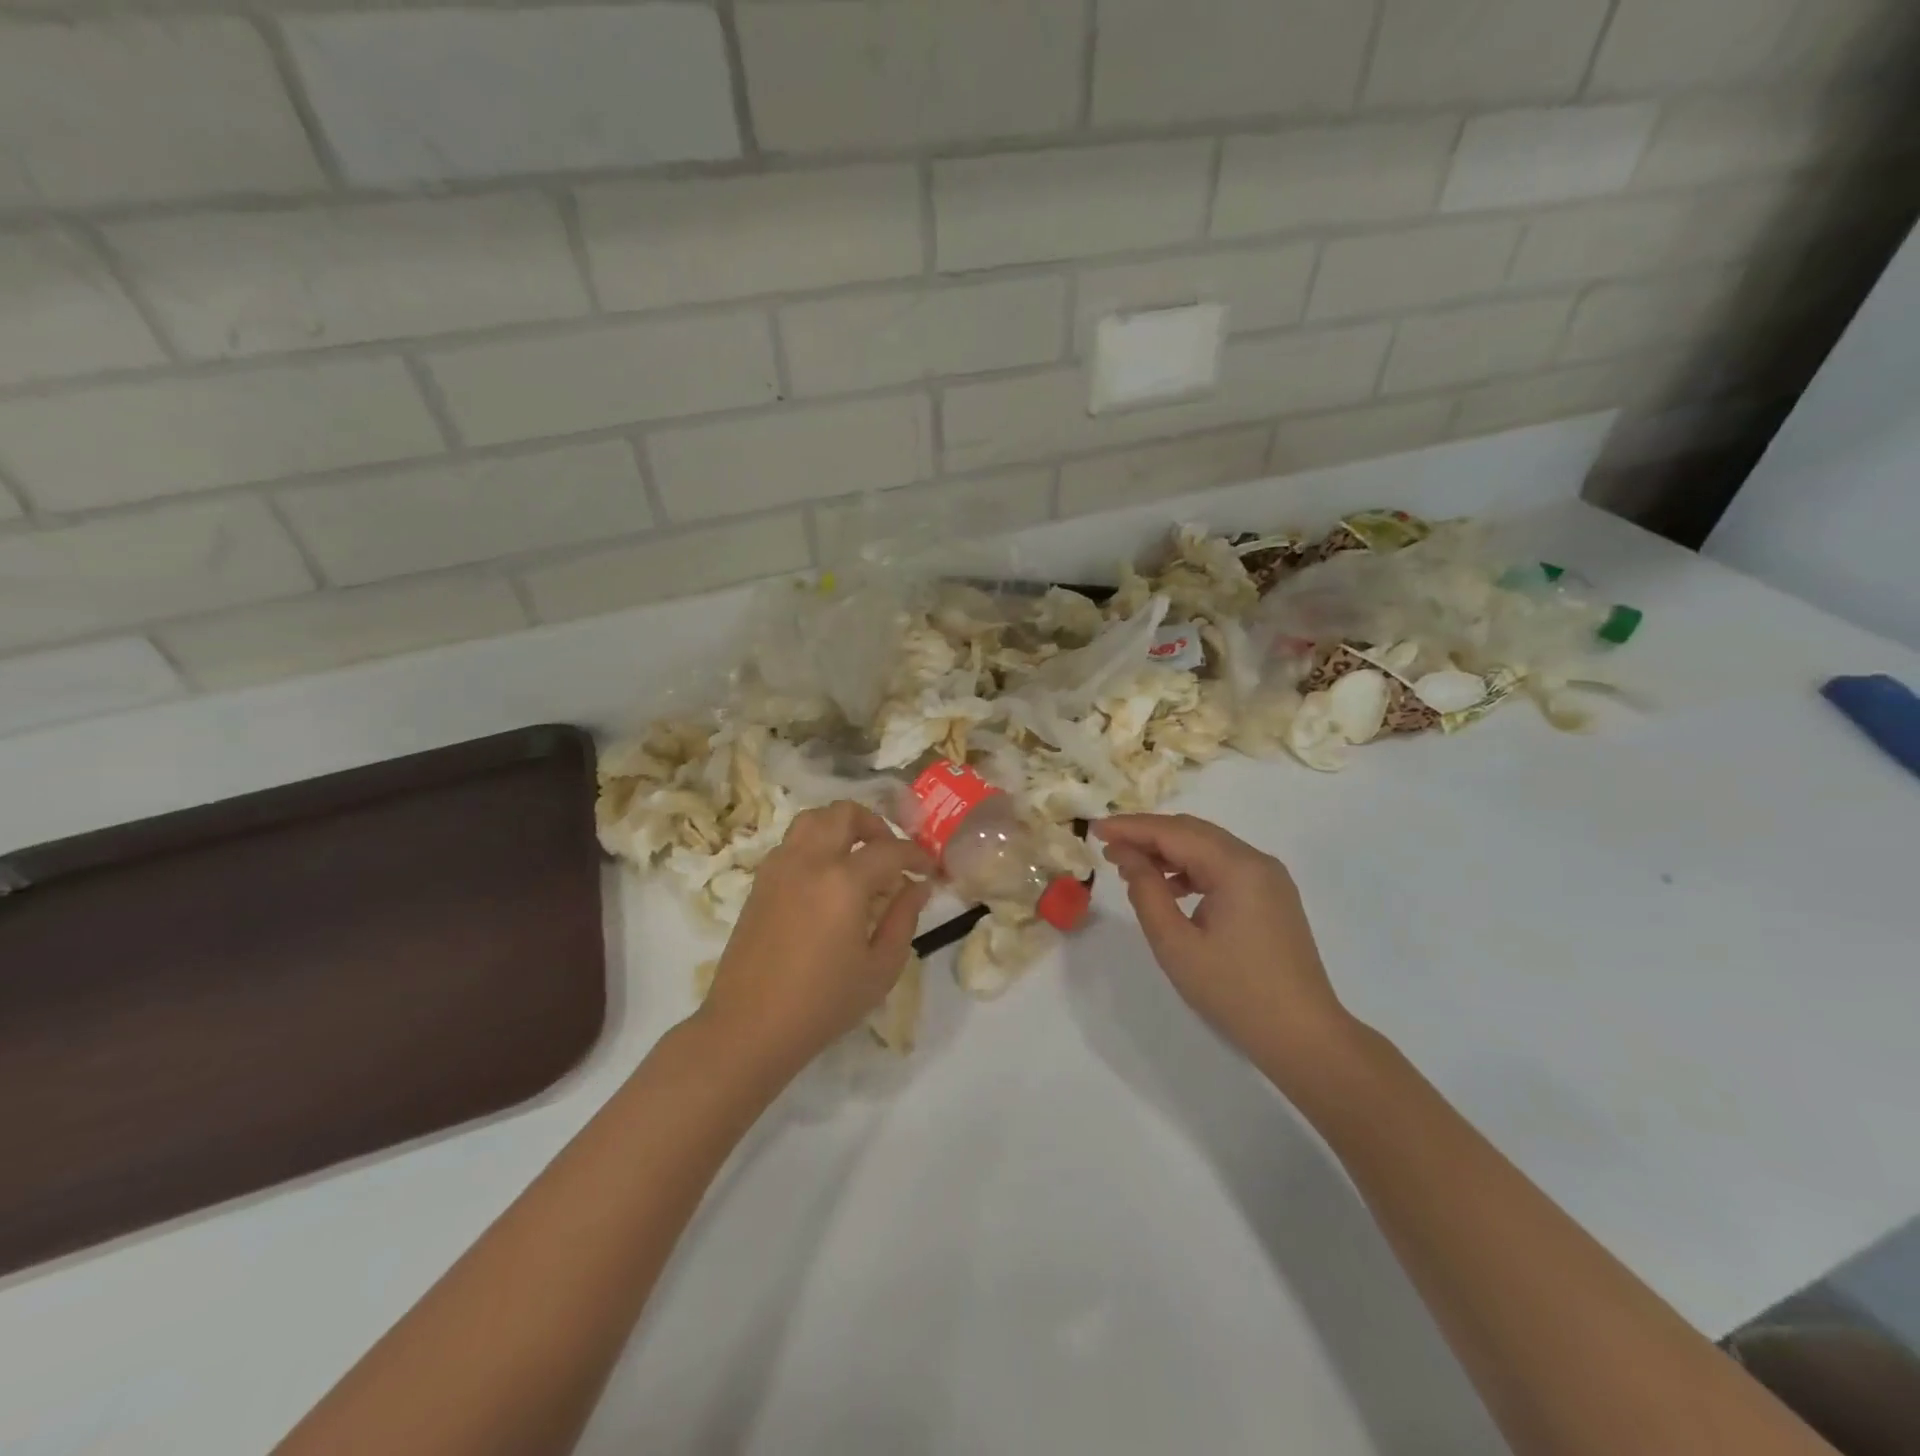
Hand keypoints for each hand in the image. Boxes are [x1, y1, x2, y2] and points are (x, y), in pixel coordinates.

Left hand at [701, 801, 933, 1080]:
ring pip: (813, 819)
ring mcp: (779, 867)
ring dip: (842, 827)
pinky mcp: (760, 882)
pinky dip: (817, 845)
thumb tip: (917, 887)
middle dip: (876, 825)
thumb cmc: (823, 1004)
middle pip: (844, 813)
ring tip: (858, 859)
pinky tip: (828, 880)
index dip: (916, 855)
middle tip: (891, 854)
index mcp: (843, 881)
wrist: (748, 1027)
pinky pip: (793, 843)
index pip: (890, 849)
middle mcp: (809, 861)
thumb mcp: (880, 968)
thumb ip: (904, 919)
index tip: (929, 870)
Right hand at [1094, 814, 1352, 1075]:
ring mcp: (1269, 878)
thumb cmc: (1234, 992)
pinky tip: (1170, 888)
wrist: (1303, 1036)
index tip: (1094, 830)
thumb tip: (1128, 857)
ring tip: (1131, 868)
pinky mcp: (1272, 896)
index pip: (1173, 832)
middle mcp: (1256, 861)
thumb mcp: (1176, 944)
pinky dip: (1191, 868)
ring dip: (1168, 851)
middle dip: (1147, 835)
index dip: (1130, 828)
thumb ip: (1146, 892)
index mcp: (1236, 867)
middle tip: (1107, 849)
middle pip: (1192, 832)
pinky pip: (1224, 867)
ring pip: (1208, 847)